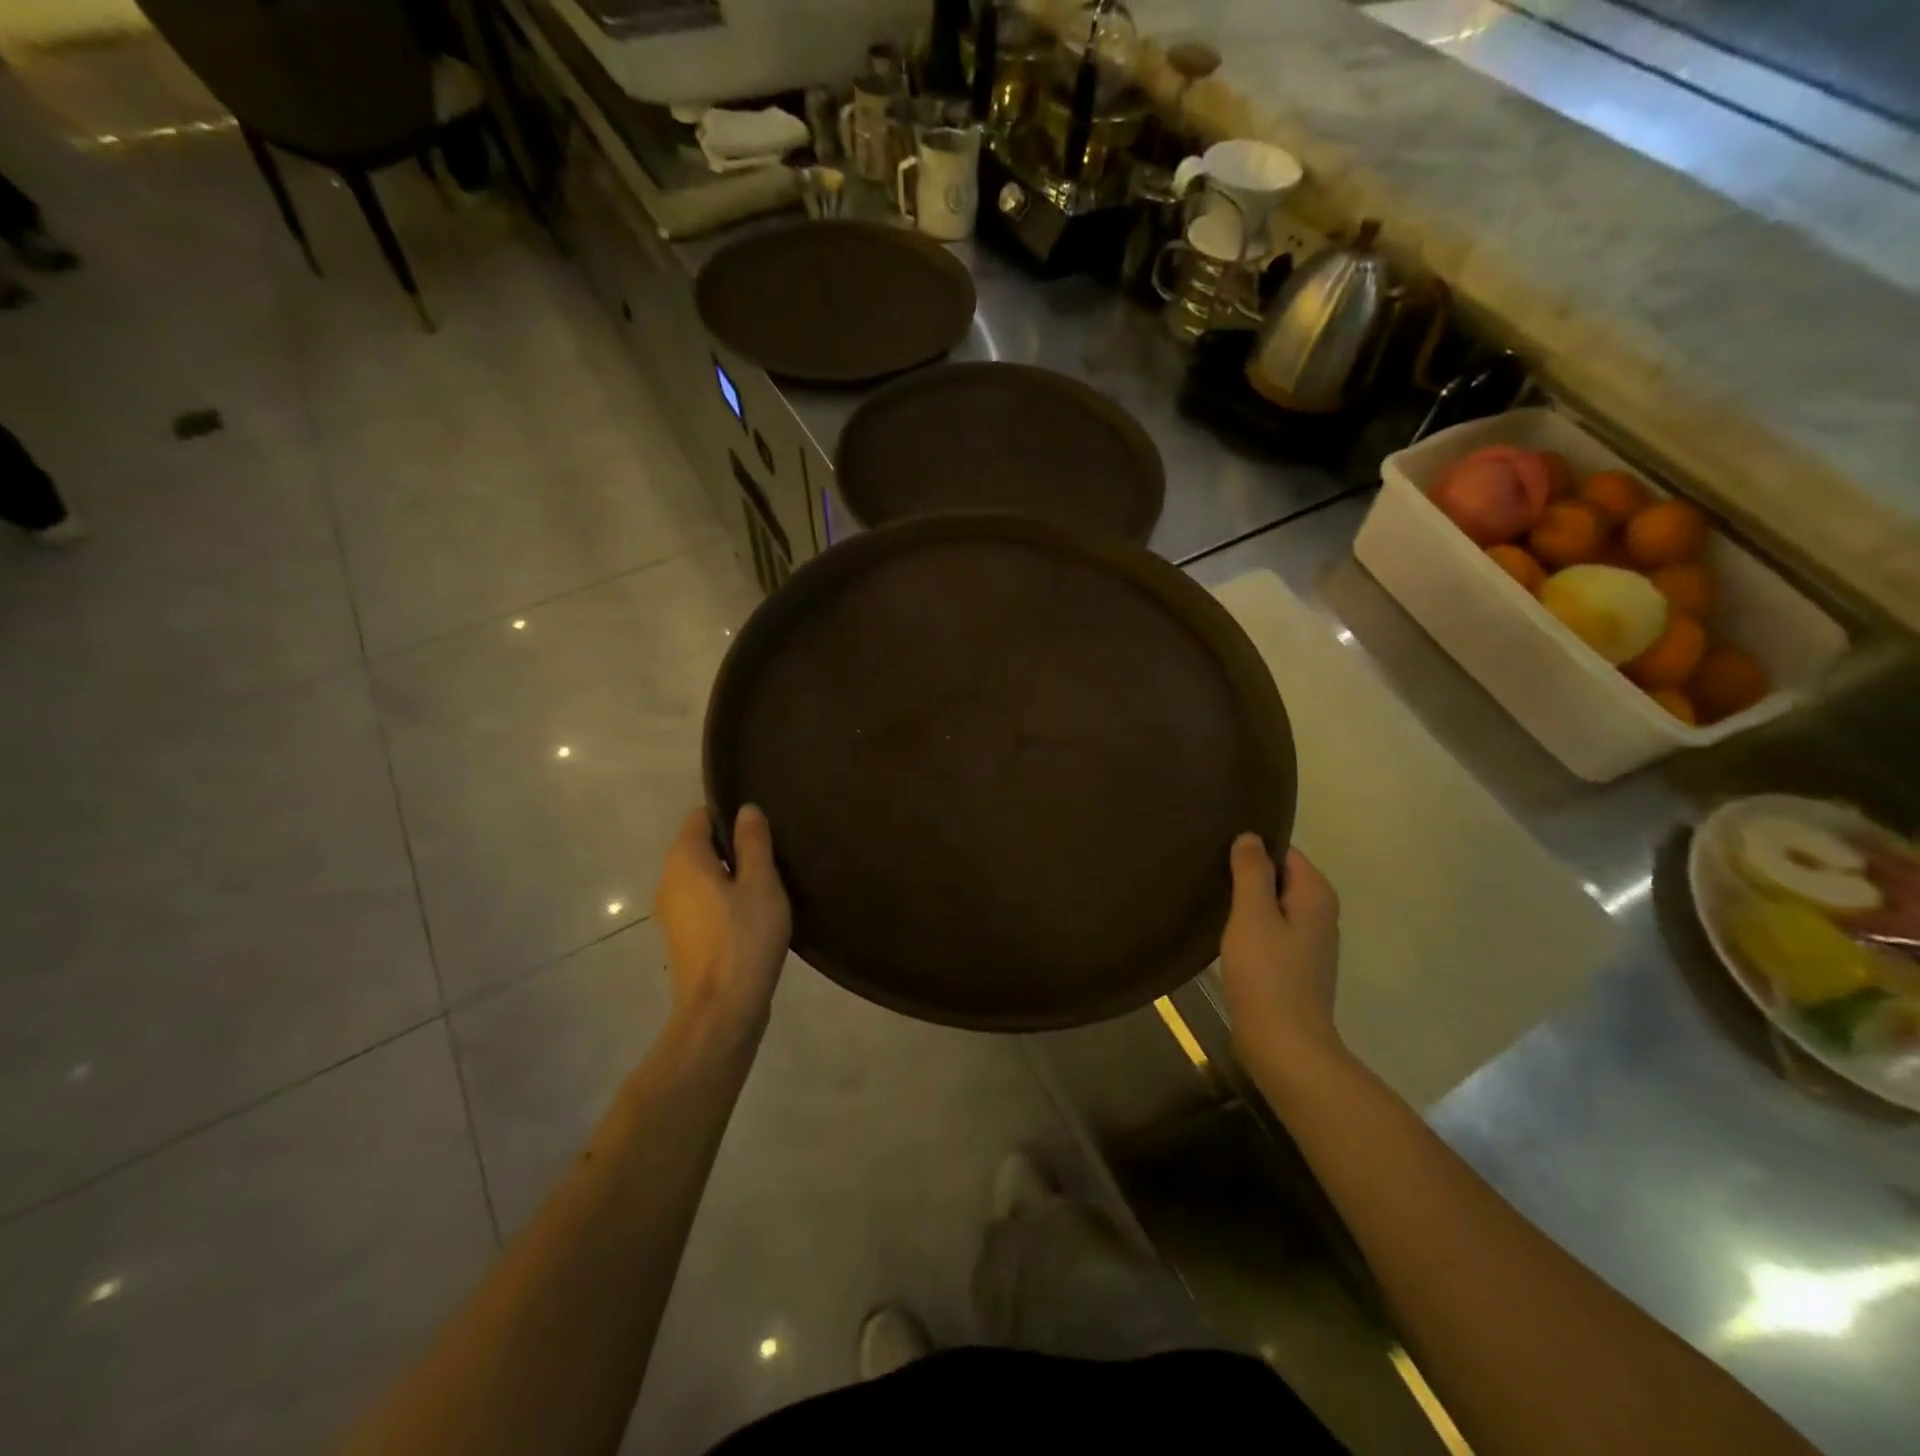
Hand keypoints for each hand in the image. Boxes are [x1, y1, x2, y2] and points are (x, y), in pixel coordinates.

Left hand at [653, 805, 791, 1035]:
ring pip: (702, 878)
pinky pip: (702, 903)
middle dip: (732, 846)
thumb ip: (754, 843)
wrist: (722, 1011)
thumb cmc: (745, 938)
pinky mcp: (682, 938)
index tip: (761, 827)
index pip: (699, 817)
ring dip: (730, 876)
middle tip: (772, 856)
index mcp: (684, 860)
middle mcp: (669, 881)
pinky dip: (723, 900)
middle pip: (699, 847)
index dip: (729, 815)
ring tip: (768, 884)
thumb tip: (746, 809)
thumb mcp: (761, 883)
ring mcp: (672, 913)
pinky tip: (753, 915)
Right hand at [1220, 835, 1342, 1079]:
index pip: (1285, 852)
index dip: (1253, 849)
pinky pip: (1272, 932)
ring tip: (1212, 900)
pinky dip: (1251, 928)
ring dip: (1247, 904)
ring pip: (1275, 907)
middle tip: (1209, 874)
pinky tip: (1226, 935)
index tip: (1219, 852)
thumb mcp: (1252, 914)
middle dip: (1248, 876)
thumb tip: (1250, 836)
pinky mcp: (1296, 968)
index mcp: (1315, 895)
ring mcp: (1311, 944)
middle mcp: (1321, 914)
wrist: (1284, 1045)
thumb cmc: (1267, 974)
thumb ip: (1251, 872)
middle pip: (1281, 878)